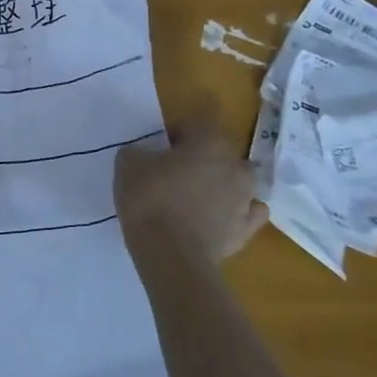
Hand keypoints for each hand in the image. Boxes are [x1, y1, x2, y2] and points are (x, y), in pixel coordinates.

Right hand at [114, 106, 262, 267]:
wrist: (171, 255)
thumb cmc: (150, 200)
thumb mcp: (128, 165)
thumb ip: (139, 152)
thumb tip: (145, 155)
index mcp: (209, 142)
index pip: (198, 121)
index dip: (179, 130)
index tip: (162, 144)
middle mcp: (235, 165)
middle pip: (221, 151)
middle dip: (203, 157)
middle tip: (177, 170)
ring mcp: (246, 198)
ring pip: (239, 181)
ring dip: (222, 183)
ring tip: (197, 196)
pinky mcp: (247, 229)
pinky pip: (249, 212)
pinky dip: (237, 212)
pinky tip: (220, 217)